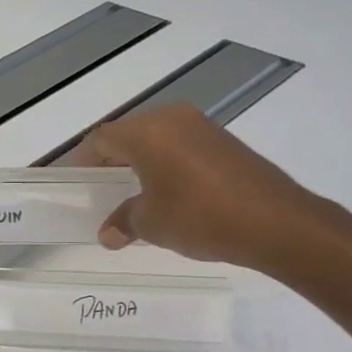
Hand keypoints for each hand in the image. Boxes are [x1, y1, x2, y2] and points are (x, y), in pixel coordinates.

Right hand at [69, 104, 325, 272]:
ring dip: (140, 161)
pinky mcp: (225, 141)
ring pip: (156, 138)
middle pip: (128, 134)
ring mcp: (202, 127)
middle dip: (110, 160)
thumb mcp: (153, 224)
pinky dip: (166, 163)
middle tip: (100, 188)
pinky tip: (169, 191)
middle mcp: (172, 119)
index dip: (82, 160)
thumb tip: (108, 233)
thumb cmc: (201, 217)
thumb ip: (125, 221)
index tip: (74, 181)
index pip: (101, 139)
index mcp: (146, 132)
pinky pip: (181, 145)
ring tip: (132, 192)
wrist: (277, 222)